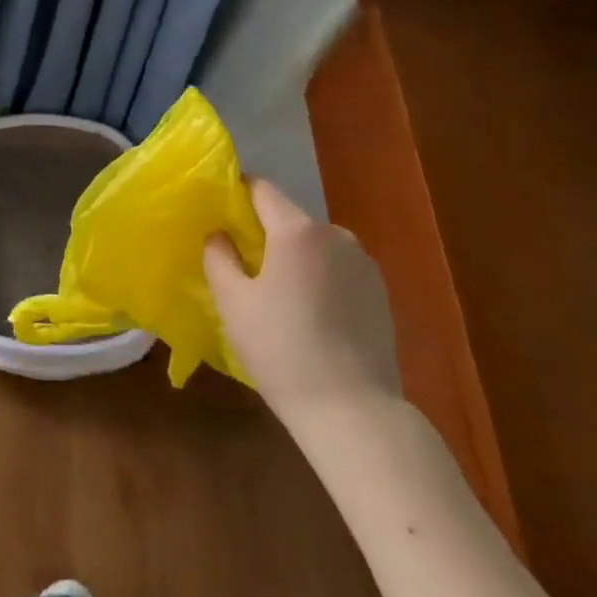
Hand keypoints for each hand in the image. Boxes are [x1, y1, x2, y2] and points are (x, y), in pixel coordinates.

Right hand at [204, 179, 401, 428]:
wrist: (351, 408)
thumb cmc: (280, 348)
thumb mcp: (232, 302)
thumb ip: (219, 257)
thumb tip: (219, 234)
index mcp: (298, 231)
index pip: (262, 188)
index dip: (236, 193)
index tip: (216, 214)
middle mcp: (336, 235)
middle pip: (289, 218)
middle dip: (262, 232)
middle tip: (239, 264)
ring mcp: (364, 263)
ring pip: (314, 245)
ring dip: (292, 257)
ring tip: (275, 296)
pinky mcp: (380, 291)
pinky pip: (336, 269)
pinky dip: (317, 278)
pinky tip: (308, 315)